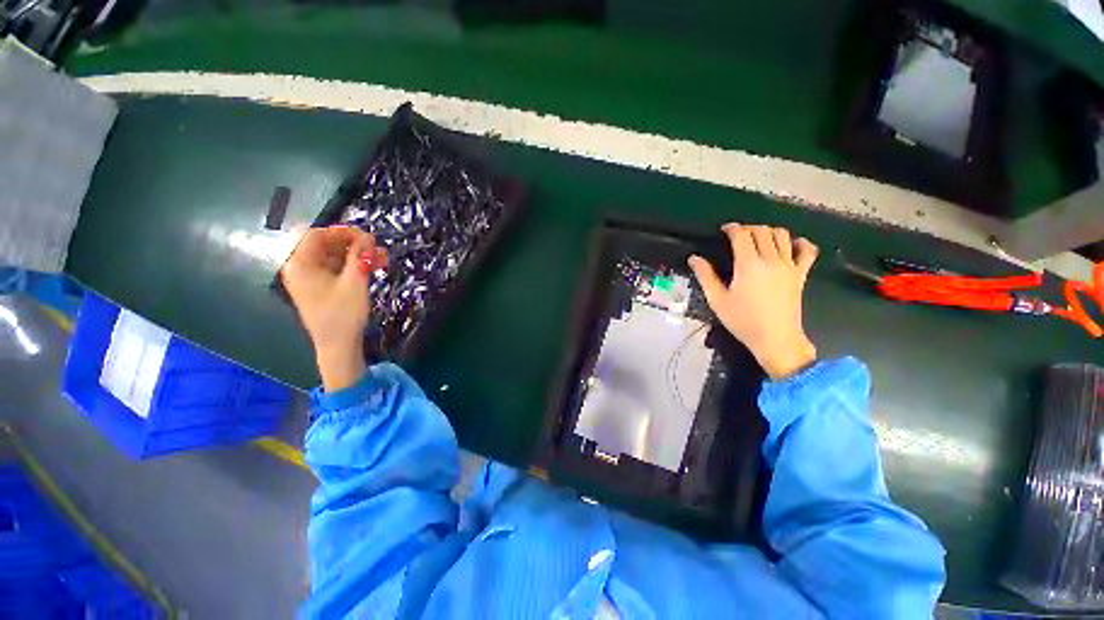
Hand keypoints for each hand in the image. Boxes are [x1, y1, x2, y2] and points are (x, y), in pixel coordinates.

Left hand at [281, 226, 386, 391]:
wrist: (338, 345)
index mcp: (300, 264)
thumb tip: (368, 236)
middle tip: (376, 248)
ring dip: (356, 255)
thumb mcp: (355, 282)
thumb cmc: (343, 313)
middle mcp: (300, 268)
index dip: (342, 232)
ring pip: (333, 256)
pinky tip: (372, 268)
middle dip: (353, 244)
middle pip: (325, 244)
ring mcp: (309, 278)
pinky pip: (335, 268)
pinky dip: (352, 266)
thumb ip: (360, 256)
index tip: (367, 237)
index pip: (317, 235)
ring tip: (381, 258)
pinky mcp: (319, 287)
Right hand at [689, 223, 818, 379]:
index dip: (732, 228)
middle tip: (738, 235)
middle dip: (749, 228)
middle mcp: (771, 259)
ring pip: (783, 235)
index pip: (742, 235)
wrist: (775, 339)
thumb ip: (705, 276)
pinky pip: (808, 251)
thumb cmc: (742, 321)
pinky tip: (792, 244)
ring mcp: (789, 266)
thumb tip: (694, 258)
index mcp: (748, 264)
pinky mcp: (801, 274)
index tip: (724, 230)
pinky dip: (801, 243)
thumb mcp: (717, 299)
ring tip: (758, 238)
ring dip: (769, 231)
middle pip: (762, 231)